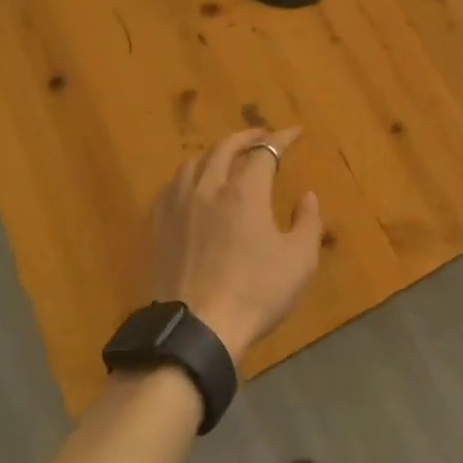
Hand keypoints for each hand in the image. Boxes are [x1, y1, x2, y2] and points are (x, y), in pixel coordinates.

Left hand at [148, 128, 322, 366]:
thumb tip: (307, 196)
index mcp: (244, 192)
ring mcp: (176, 205)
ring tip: (226, 158)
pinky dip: (190, 176)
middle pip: (225, 148)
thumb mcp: (299, 262)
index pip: (264, 151)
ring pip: (194, 163)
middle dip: (246, 137)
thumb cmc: (254, 294)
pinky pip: (172, 186)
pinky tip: (193, 188)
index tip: (294, 132)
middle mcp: (208, 187)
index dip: (281, 139)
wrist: (194, 330)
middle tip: (261, 137)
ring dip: (215, 154)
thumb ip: (308, 223)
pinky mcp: (155, 225)